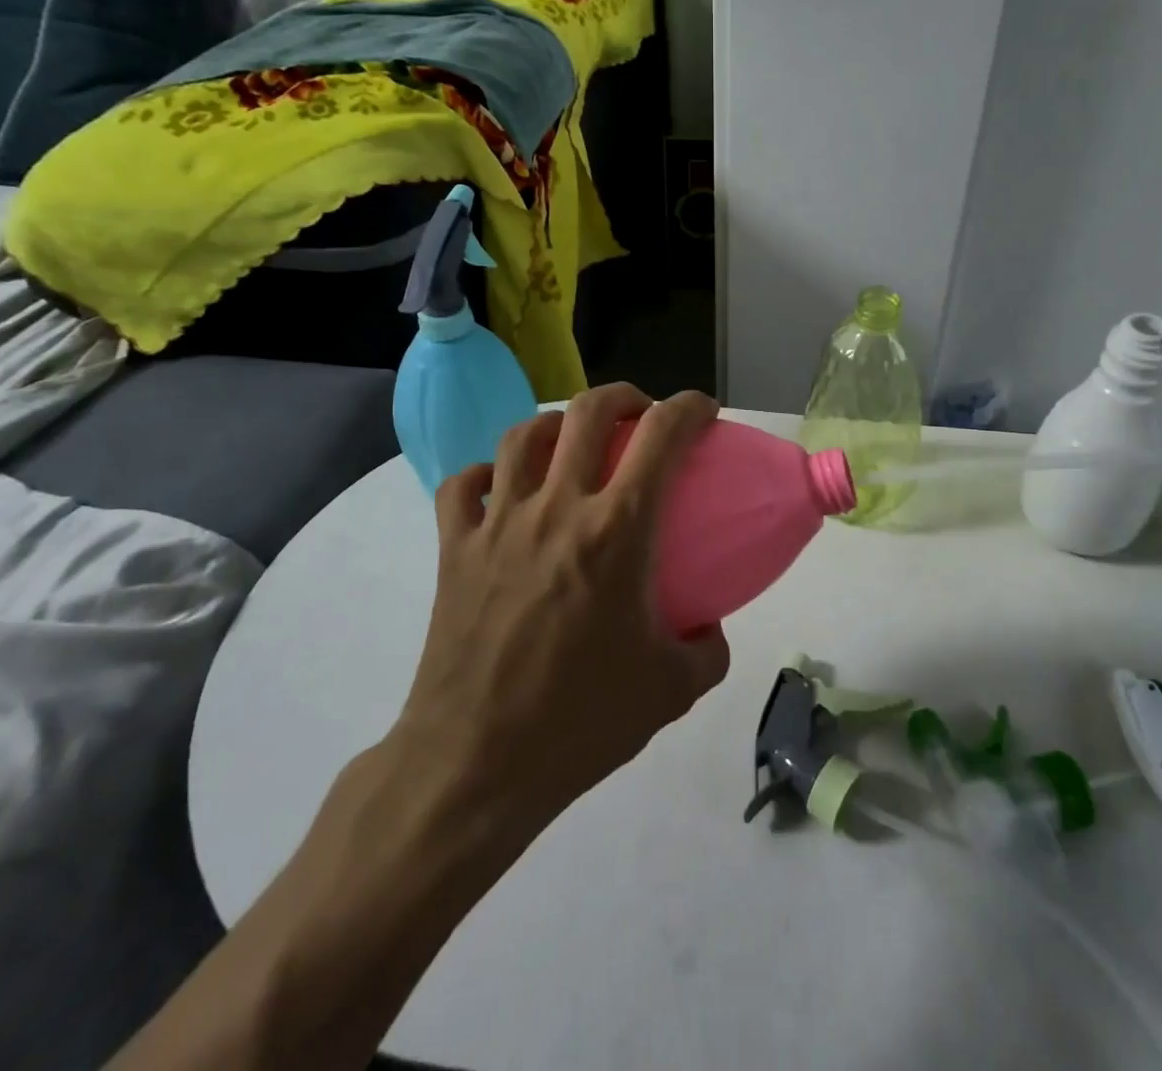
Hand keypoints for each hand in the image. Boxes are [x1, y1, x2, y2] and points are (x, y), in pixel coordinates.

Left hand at [394, 385, 729, 834]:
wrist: (476, 763)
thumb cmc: (581, 721)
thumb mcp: (672, 689)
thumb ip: (707, 649)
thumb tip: (708, 627)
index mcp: (617, 530)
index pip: (662, 435)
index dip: (690, 407)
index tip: (703, 411)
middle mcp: (557, 508)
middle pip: (587, 413)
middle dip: (624, 397)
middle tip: (639, 414)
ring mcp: (498, 523)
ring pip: (522, 436)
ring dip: (555, 423)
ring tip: (571, 440)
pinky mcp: (453, 549)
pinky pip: (463, 486)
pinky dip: (486, 475)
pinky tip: (501, 489)